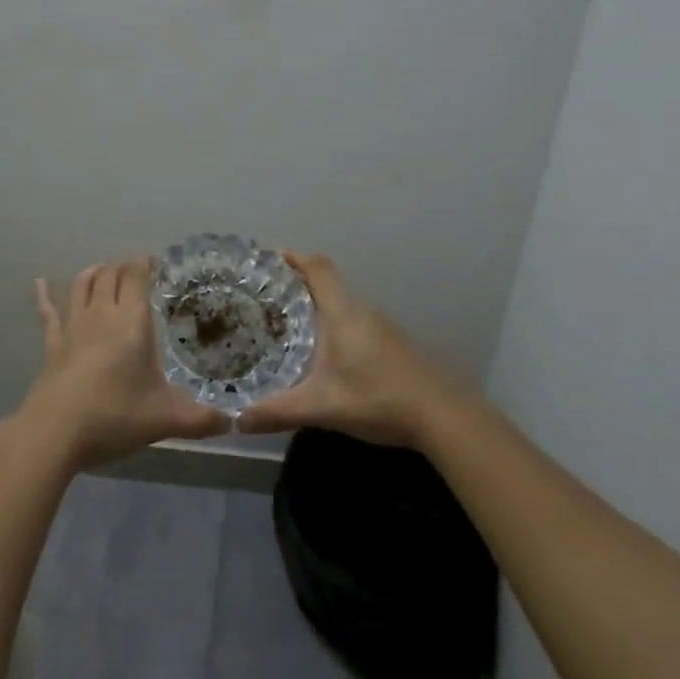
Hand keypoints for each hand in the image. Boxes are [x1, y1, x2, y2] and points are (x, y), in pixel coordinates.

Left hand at [15, 257, 232, 469]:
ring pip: (81, 286)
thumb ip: (200, 420)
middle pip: (110, 275)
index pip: (137, 276)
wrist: (55, 432)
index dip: (145, 264)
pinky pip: (48, 313)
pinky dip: (44, 297)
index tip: (156, 263)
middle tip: (135, 271)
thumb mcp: (165, 420)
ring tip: (102, 270)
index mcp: (132, 321)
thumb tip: (231, 422)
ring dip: (93, 273)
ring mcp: (73, 327)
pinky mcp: (52, 346)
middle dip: (123, 267)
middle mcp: (102, 314)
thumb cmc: (115, 415)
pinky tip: (39, 284)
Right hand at [237, 252, 461, 447]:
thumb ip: (278, 412)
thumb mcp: (321, 407)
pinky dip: (336, 330)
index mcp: (343, 314)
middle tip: (267, 302)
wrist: (442, 415)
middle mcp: (362, 312)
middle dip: (298, 289)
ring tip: (289, 329)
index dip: (295, 258)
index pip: (319, 269)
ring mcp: (382, 328)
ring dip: (318, 312)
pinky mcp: (394, 346)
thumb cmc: (377, 398)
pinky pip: (356, 326)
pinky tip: (326, 358)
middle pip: (328, 287)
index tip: (271, 257)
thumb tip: (238, 420)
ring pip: (343, 309)